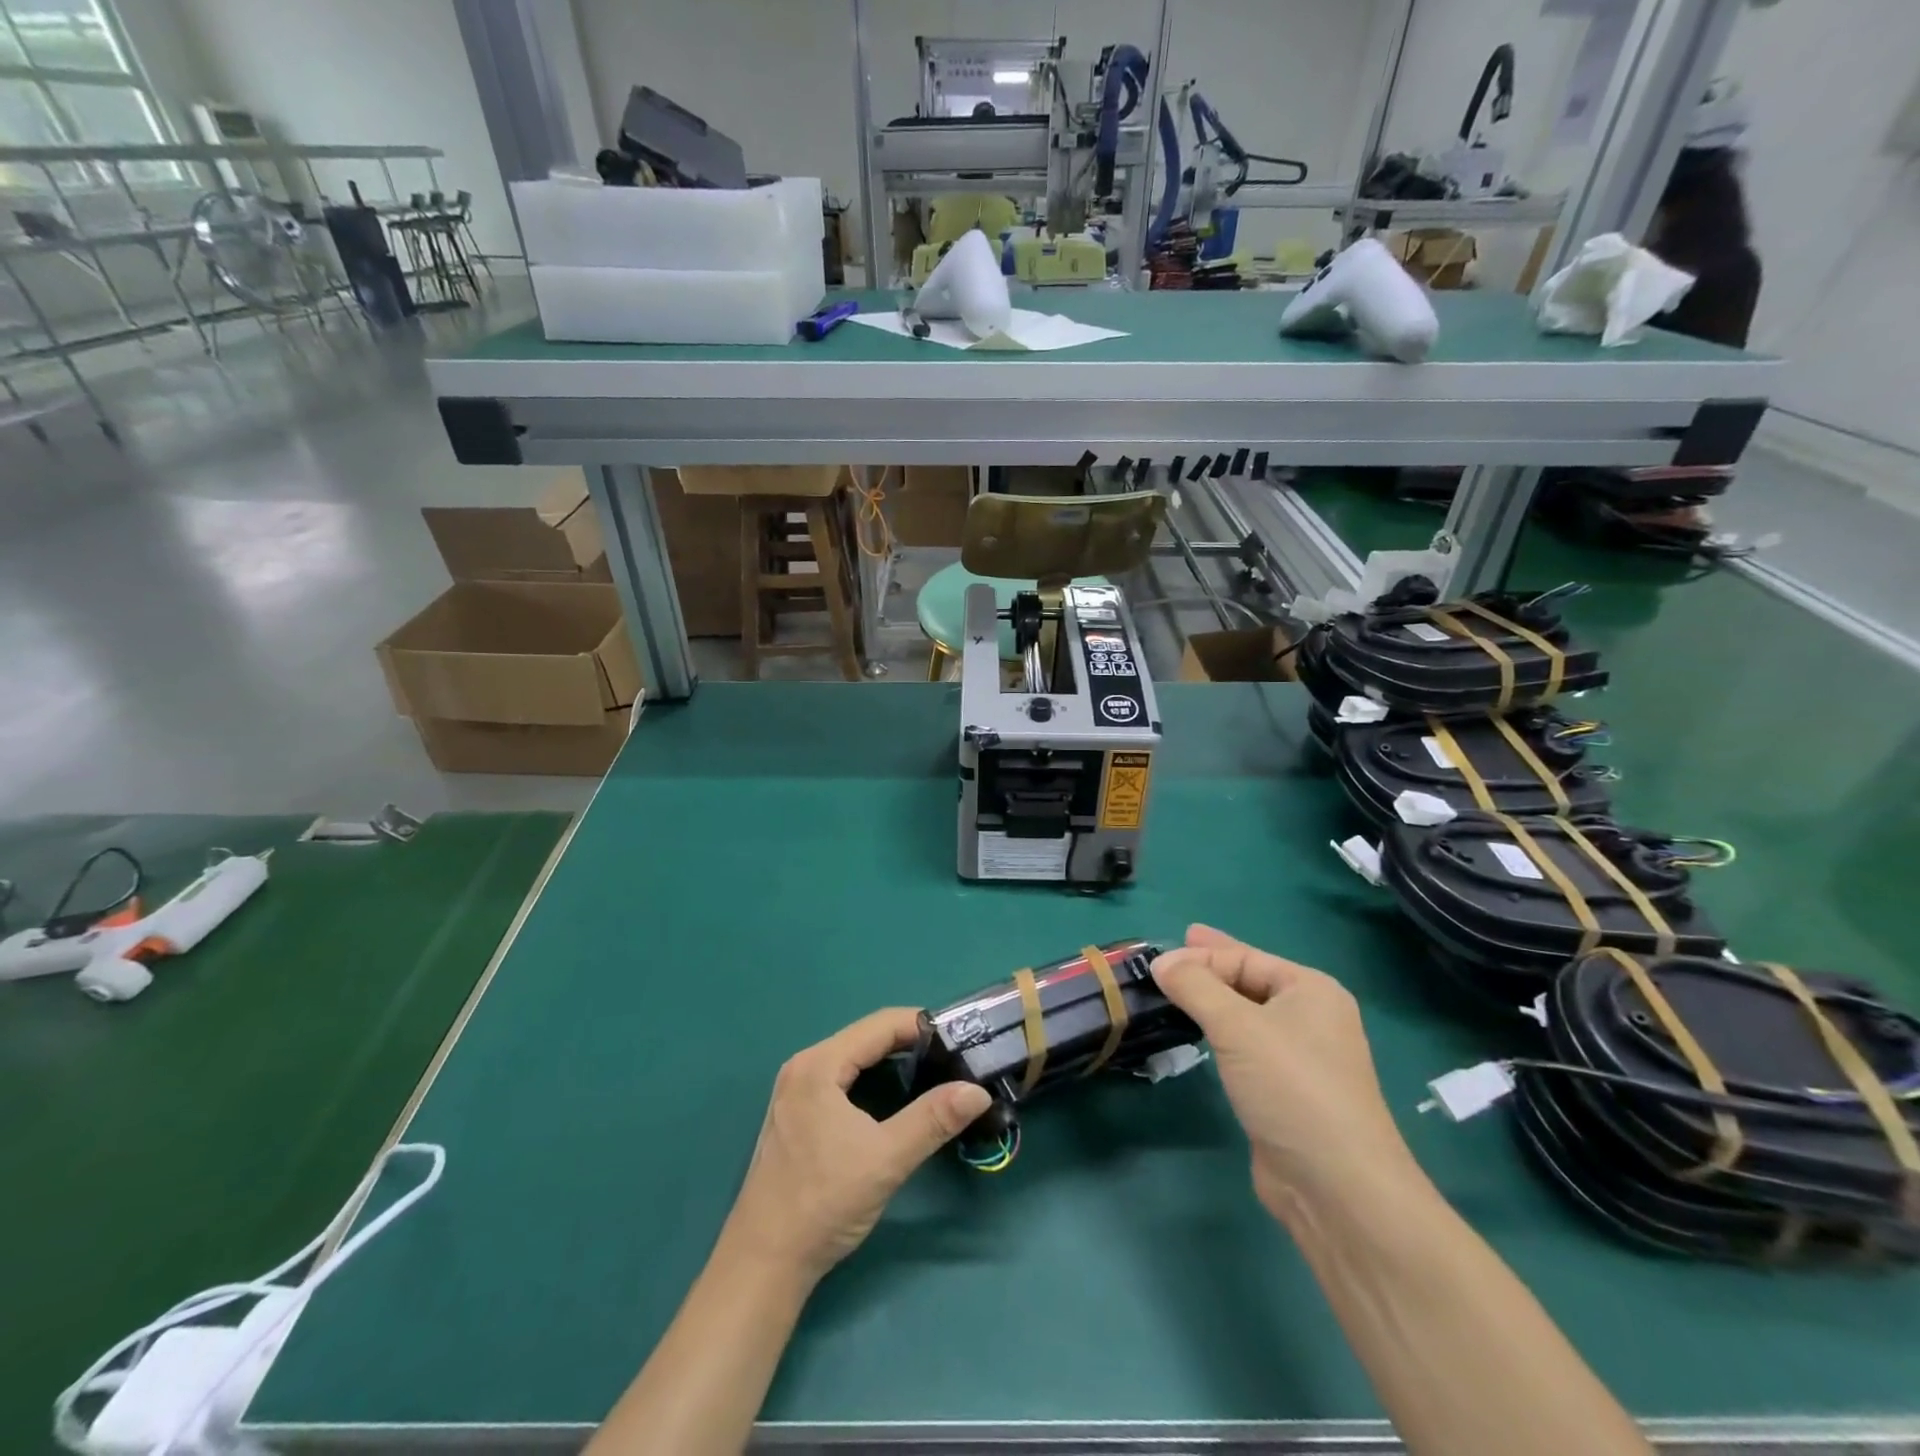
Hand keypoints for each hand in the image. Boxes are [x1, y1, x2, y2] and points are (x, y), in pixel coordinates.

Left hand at [721, 1007, 991, 1283]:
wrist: (763, 1263)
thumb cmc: (823, 1203)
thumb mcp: (886, 1159)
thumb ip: (933, 1120)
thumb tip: (978, 1091)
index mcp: (819, 1065)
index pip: (879, 1025)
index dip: (922, 1025)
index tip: (959, 1036)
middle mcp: (803, 1067)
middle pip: (865, 1037)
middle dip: (909, 1041)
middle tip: (952, 1055)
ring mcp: (795, 1091)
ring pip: (853, 1059)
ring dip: (891, 1060)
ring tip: (933, 1070)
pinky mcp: (796, 1115)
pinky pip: (842, 1079)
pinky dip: (872, 1078)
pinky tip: (894, 1096)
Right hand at [1152, 925, 1413, 1221]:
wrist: (1337, 1188)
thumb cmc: (1291, 1088)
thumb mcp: (1237, 1026)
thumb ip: (1194, 987)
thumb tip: (1161, 961)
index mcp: (1311, 990)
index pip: (1245, 958)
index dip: (1200, 955)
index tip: (1156, 959)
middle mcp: (1311, 1018)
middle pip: (1248, 980)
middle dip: (1209, 968)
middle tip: (1172, 952)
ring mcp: (1301, 1058)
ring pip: (1245, 1016)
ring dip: (1211, 1004)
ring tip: (1176, 992)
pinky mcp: (1286, 1093)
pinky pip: (1245, 1048)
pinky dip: (1219, 1036)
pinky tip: (1200, 1036)